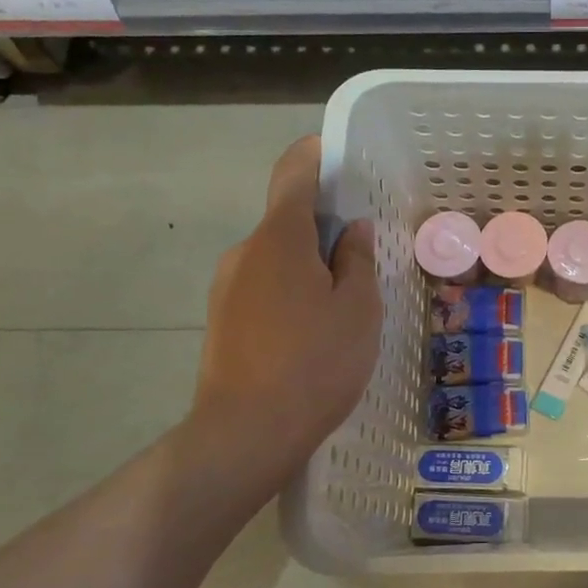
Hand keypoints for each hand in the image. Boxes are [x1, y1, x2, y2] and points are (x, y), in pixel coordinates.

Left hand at [193, 135, 381, 468]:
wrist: (247, 433)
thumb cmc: (315, 363)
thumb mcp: (358, 308)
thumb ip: (357, 260)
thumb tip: (351, 230)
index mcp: (279, 237)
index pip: (293, 173)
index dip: (316, 155)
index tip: (341, 158)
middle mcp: (245, 252)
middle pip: (287, 220)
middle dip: (324, 227)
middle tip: (364, 257)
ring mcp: (227, 288)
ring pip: (276, 258)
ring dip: (309, 266)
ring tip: (343, 306)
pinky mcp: (223, 321)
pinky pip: (264, 288)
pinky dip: (291, 293)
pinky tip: (314, 333)